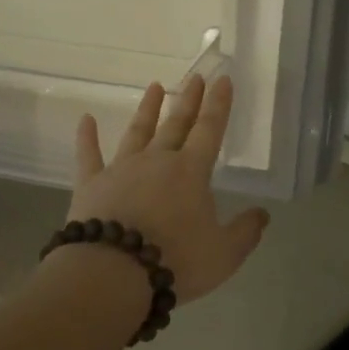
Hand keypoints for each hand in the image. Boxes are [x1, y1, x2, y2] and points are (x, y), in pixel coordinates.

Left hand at [66, 75, 269, 303]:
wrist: (113, 273)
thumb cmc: (175, 262)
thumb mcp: (224, 254)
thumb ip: (245, 231)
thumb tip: (263, 214)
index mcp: (191, 172)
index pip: (210, 130)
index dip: (219, 105)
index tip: (223, 80)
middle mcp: (157, 161)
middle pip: (176, 124)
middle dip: (188, 100)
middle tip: (195, 76)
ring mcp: (121, 169)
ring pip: (137, 132)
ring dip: (147, 109)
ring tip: (155, 87)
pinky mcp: (91, 184)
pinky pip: (88, 155)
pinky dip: (86, 137)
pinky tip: (85, 119)